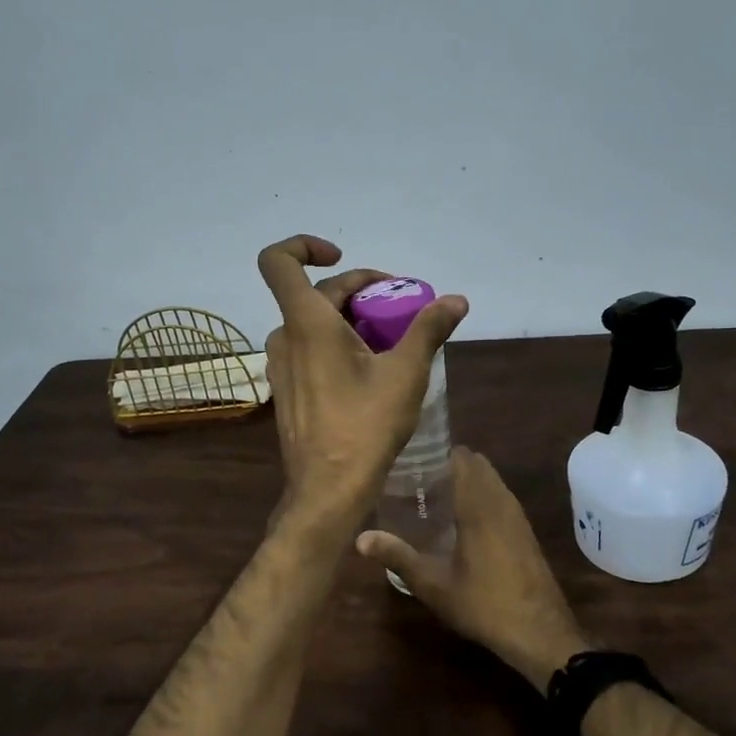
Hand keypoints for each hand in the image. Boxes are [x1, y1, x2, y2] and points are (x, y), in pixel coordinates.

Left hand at [258, 235, 467, 531]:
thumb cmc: (365, 426)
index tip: (341, 257)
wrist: (328, 489)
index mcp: (306, 322)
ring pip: (312, 323)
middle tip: (401, 308)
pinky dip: (334, 343)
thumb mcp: (406, 373)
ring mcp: (281, 367)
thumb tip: (458, 300)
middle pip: (314, 294)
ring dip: (348, 319)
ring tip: (388, 339)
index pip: (278, 260)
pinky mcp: (286, 391)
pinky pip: (307, 349)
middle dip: (358, 291)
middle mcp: (284, 338)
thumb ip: (429, 329)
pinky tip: (368, 369)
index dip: (304, 246)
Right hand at [356, 447, 589, 691]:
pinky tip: (463, 521)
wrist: (540, 634)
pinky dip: (482, 496)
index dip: (438, 453)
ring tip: (436, 496)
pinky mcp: (526, 532)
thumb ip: (398, 557)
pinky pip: (501, 498)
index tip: (412, 460)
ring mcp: (518, 517)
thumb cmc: (484, 604)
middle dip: (450, 464)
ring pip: (492, 481)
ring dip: (468, 480)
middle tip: (418, 478)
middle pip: (477, 465)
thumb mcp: (433, 584)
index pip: (461, 458)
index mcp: (479, 506)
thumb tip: (360, 539)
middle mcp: (501, 502)